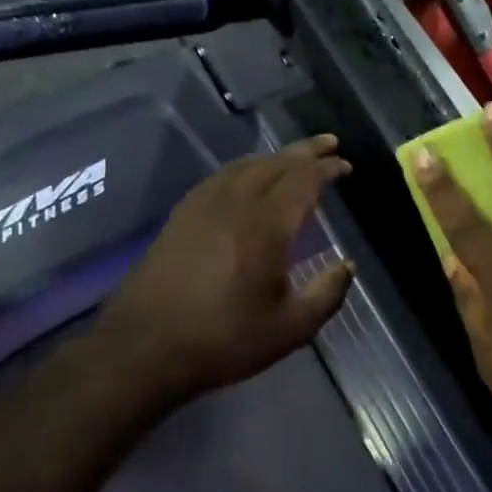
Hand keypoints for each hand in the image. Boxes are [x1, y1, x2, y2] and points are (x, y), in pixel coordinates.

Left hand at [97, 135, 353, 408]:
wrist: (145, 347)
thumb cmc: (225, 339)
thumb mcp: (291, 328)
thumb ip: (327, 293)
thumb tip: (346, 265)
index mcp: (266, 225)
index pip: (303, 180)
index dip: (327, 169)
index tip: (345, 165)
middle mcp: (235, 203)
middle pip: (274, 163)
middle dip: (305, 151)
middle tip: (328, 144)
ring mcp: (202, 206)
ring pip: (244, 166)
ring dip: (274, 158)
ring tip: (292, 160)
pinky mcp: (180, 217)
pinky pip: (220, 178)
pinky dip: (244, 170)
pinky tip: (246, 181)